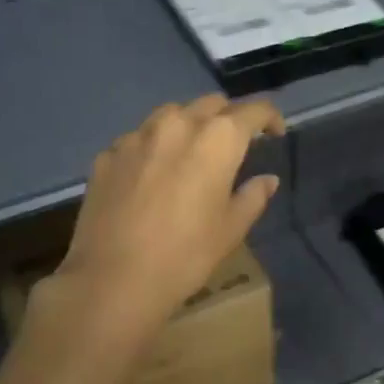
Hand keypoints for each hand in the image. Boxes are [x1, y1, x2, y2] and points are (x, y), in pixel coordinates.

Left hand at [39, 95, 285, 351]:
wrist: (114, 278)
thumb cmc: (186, 255)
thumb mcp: (231, 229)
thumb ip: (252, 196)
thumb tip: (267, 179)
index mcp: (217, 139)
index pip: (253, 111)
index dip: (269, 118)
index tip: (275, 133)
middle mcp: (177, 124)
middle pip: (211, 104)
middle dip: (229, 117)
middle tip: (235, 144)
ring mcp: (137, 136)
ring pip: (171, 114)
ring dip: (189, 125)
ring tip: (192, 152)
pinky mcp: (108, 155)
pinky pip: (139, 139)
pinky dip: (154, 147)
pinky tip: (152, 174)